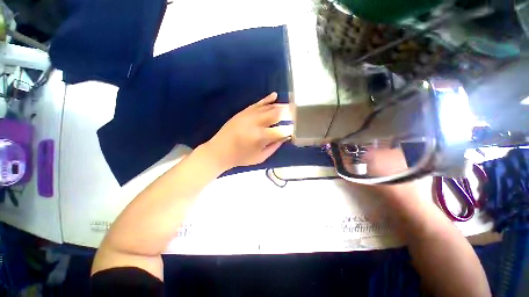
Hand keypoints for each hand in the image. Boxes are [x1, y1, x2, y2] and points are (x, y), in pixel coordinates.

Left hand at [204, 92, 292, 170]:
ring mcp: (248, 115)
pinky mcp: (243, 112)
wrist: (219, 151)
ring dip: (281, 106)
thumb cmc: (240, 157)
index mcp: (260, 137)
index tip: (294, 130)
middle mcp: (256, 123)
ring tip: (290, 106)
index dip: (290, 130)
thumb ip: (274, 147)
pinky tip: (275, 95)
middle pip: (276, 114)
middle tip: (296, 114)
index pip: (281, 130)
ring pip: (268, 107)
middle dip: (288, 113)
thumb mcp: (260, 157)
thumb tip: (284, 137)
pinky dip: (267, 99)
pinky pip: (257, 103)